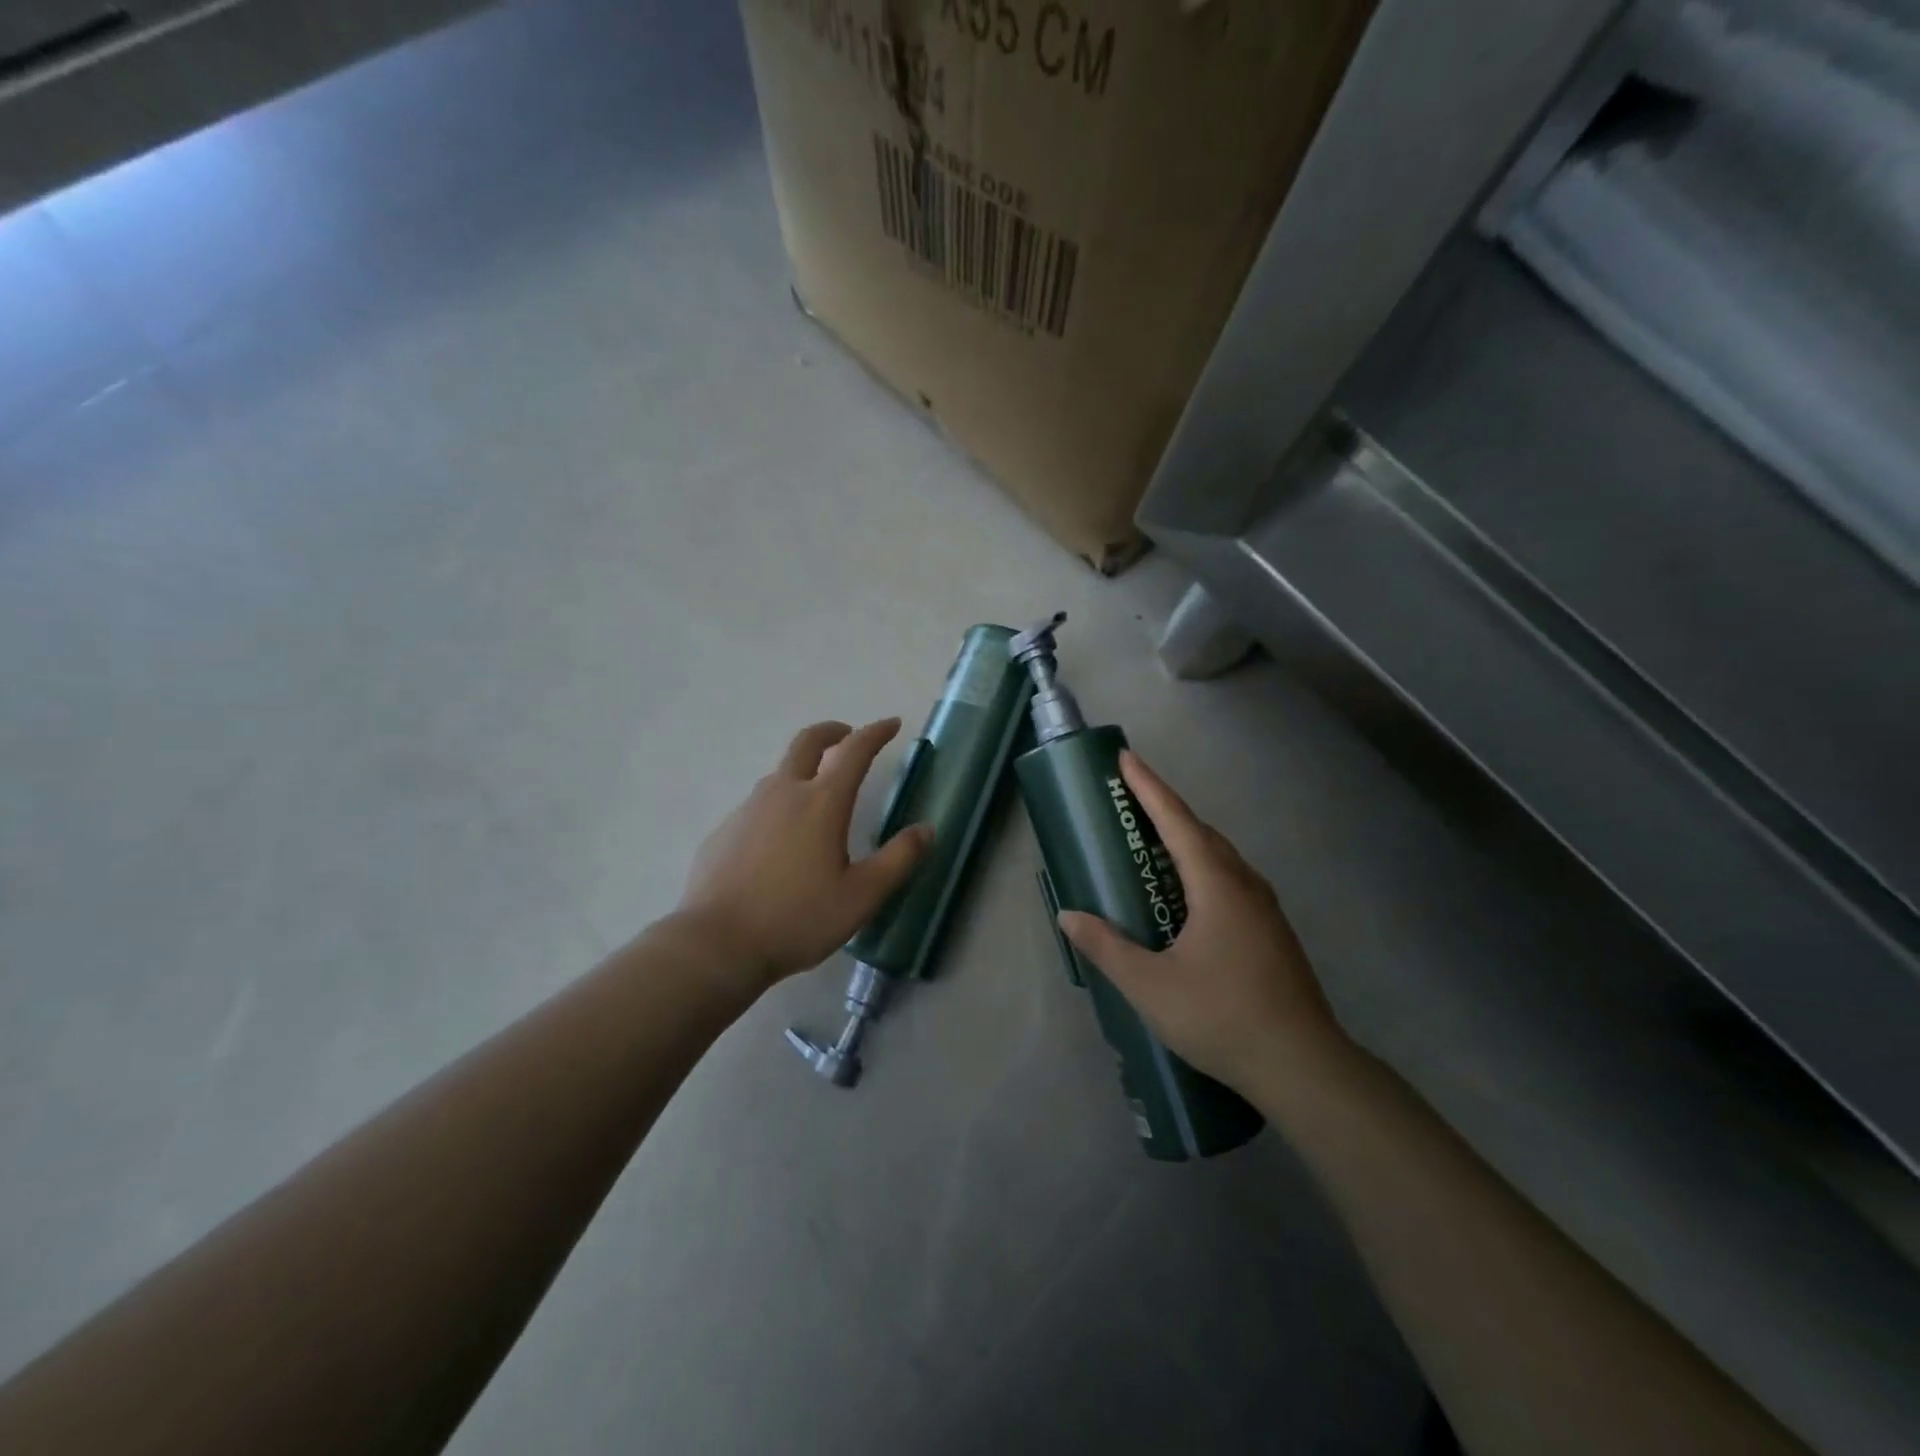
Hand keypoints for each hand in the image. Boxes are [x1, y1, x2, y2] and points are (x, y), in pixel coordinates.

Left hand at [676, 718, 932, 989]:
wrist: (717, 944)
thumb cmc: (797, 918)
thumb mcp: (862, 896)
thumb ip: (899, 859)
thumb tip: (926, 829)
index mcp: (822, 803)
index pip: (854, 751)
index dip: (875, 733)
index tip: (891, 724)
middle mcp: (784, 793)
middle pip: (808, 742)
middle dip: (833, 731)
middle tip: (848, 737)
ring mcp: (749, 809)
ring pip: (781, 772)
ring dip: (805, 768)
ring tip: (819, 795)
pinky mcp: (725, 830)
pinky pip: (759, 804)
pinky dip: (780, 803)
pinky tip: (782, 840)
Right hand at [1057, 751, 1346, 1094]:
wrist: (1302, 1066)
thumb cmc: (1222, 1017)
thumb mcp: (1149, 986)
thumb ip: (1106, 947)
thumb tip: (1069, 916)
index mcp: (1216, 885)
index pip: (1176, 821)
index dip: (1148, 787)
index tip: (1126, 758)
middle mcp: (1244, 884)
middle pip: (1199, 832)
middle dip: (1163, 810)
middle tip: (1128, 801)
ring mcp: (1264, 908)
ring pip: (1218, 857)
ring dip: (1184, 840)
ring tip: (1149, 845)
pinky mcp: (1271, 931)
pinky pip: (1228, 880)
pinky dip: (1199, 868)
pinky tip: (1184, 895)